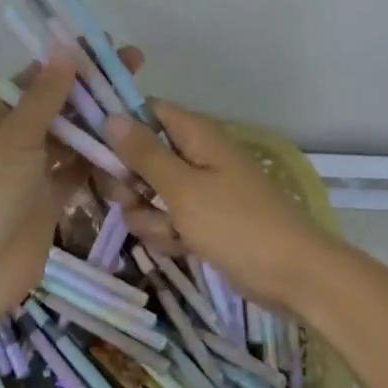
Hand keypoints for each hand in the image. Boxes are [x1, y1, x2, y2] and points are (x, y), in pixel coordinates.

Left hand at [0, 46, 143, 322]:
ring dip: (101, 123)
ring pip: (73, 138)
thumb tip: (66, 48)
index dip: (70, 62)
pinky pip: (80, 171)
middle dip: (93, 89)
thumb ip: (45, 96)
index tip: (106, 47)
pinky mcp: (52, 199)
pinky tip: (131, 145)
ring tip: (140, 103)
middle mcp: (15, 138)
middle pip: (59, 106)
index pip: (37, 78)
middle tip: (136, 69)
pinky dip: (101, 160)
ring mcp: (34, 170)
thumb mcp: (14, 138)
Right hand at [105, 101, 341, 314]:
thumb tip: (111, 115)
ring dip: (149, 216)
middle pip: (140, 157)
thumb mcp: (183, 188)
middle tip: (134, 200)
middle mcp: (194, 156)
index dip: (120, 126)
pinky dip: (168, 234)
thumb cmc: (237, 224)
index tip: (94, 149)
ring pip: (149, 194)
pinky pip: (167, 220)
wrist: (292, 275)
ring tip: (171, 232)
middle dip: (130, 183)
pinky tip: (181, 248)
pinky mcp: (202, 221)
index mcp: (194, 135)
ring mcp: (199, 190)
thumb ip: (144, 153)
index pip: (146, 111)